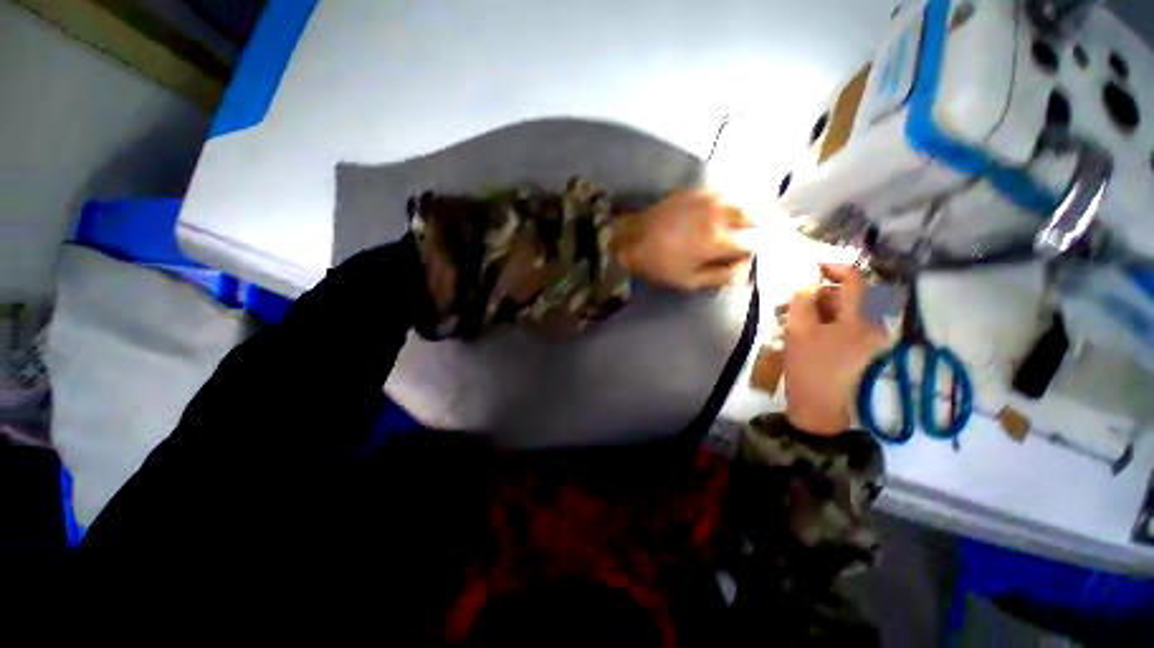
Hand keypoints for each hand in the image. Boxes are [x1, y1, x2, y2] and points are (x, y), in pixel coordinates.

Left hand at [613, 190, 755, 291]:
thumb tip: (742, 268)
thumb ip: (720, 276)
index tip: (747, 256)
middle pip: (754, 217)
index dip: (754, 251)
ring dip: (746, 213)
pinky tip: (722, 212)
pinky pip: (725, 192)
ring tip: (738, 225)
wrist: (632, 238)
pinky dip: (731, 202)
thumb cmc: (659, 264)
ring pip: (742, 201)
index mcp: (718, 241)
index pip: (755, 242)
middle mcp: (720, 215)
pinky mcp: (697, 190)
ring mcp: (708, 198)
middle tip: (746, 238)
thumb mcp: (689, 281)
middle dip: (755, 229)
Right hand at [783, 264, 888, 434]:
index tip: (811, 267)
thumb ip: (802, 302)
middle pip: (850, 296)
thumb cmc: (809, 370)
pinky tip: (809, 333)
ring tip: (797, 320)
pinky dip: (828, 324)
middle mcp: (873, 326)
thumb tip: (805, 280)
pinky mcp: (865, 352)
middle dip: (822, 294)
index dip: (834, 268)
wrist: (820, 411)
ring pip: (847, 312)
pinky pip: (847, 326)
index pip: (854, 281)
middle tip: (795, 302)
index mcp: (860, 320)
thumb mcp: (799, 333)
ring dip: (822, 310)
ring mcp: (872, 341)